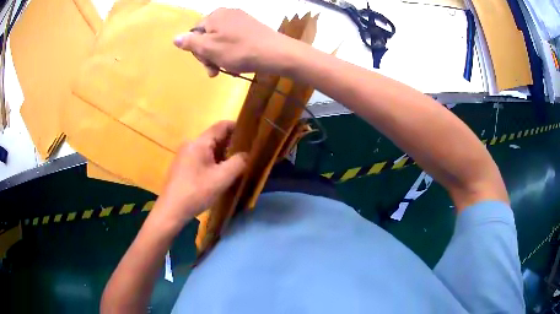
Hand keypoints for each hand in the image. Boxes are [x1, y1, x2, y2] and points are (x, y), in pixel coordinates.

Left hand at [153, 121, 247, 230]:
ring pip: (209, 149)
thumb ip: (238, 163)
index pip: (221, 126)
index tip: (252, 135)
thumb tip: (247, 154)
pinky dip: (214, 161)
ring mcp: (185, 155)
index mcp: (199, 143)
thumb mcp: (221, 179)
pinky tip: (220, 174)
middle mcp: (191, 144)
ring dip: (223, 154)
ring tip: (237, 164)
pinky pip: (202, 157)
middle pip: (215, 137)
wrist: (171, 211)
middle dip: (232, 143)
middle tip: (248, 153)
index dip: (238, 127)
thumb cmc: (196, 193)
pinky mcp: (183, 166)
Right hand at [173, 8, 295, 76]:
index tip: (208, 66)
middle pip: (208, 37)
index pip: (195, 33)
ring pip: (221, 41)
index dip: (198, 52)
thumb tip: (175, 38)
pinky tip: (239, 63)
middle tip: (216, 72)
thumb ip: (190, 42)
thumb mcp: (209, 48)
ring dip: (221, 57)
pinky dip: (233, 53)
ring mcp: (241, 20)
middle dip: (210, 56)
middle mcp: (227, 14)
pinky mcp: (252, 28)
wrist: (276, 53)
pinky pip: (234, 41)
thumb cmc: (239, 51)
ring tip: (230, 69)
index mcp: (215, 16)